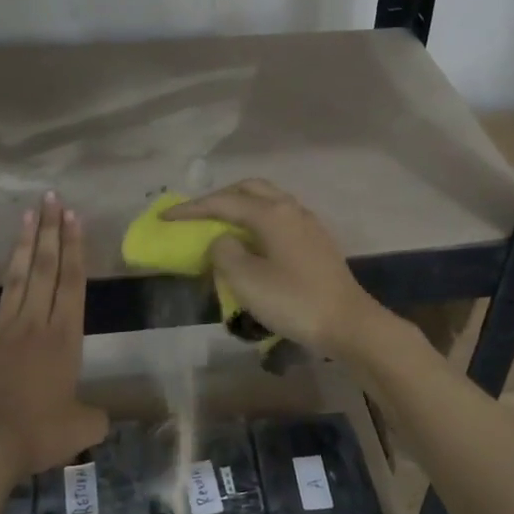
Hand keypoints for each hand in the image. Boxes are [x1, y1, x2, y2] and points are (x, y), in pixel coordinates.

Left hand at [0, 193, 108, 477]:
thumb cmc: (40, 433)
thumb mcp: (83, 428)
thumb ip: (96, 416)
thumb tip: (100, 417)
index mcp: (65, 338)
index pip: (73, 283)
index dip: (75, 248)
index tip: (73, 217)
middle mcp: (35, 324)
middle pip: (46, 269)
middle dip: (50, 232)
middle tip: (51, 199)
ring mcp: (2, 330)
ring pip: (16, 279)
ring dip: (23, 245)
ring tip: (28, 214)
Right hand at [166, 179, 386, 360]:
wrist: (348, 323)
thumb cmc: (294, 301)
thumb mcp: (246, 279)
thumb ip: (224, 252)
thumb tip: (222, 240)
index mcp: (271, 213)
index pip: (223, 202)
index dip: (191, 209)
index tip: (165, 217)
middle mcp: (291, 209)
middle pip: (250, 190)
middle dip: (220, 198)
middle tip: (196, 215)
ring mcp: (308, 225)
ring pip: (268, 202)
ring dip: (241, 207)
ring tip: (221, 226)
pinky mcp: (317, 243)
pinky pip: (280, 219)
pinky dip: (258, 222)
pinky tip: (252, 243)